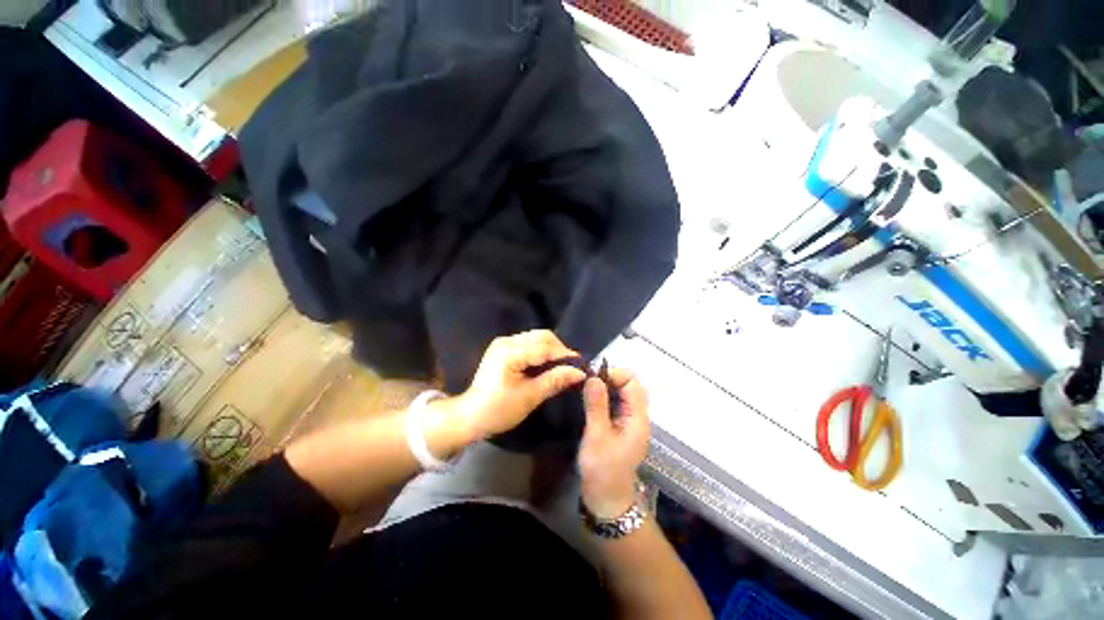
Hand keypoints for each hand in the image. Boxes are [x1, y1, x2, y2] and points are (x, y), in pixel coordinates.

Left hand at [456, 330, 587, 439]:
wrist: (470, 416)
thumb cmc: (499, 410)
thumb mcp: (529, 397)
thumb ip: (555, 380)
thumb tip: (579, 373)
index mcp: (510, 353)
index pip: (545, 347)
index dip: (565, 355)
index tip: (581, 366)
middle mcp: (506, 341)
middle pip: (541, 336)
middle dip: (559, 349)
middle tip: (571, 367)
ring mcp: (503, 342)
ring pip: (536, 337)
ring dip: (551, 349)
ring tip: (561, 366)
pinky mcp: (503, 348)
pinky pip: (528, 343)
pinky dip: (541, 350)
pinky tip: (547, 364)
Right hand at [578, 368, 649, 519]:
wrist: (607, 501)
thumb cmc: (603, 471)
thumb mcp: (596, 436)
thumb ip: (596, 406)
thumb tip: (593, 377)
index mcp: (637, 418)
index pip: (632, 382)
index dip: (614, 374)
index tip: (592, 379)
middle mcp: (637, 416)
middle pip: (629, 385)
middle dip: (609, 378)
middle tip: (587, 383)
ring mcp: (629, 421)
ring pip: (622, 393)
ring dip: (606, 386)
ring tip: (585, 389)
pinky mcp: (620, 426)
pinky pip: (615, 403)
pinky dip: (604, 396)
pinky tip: (589, 400)